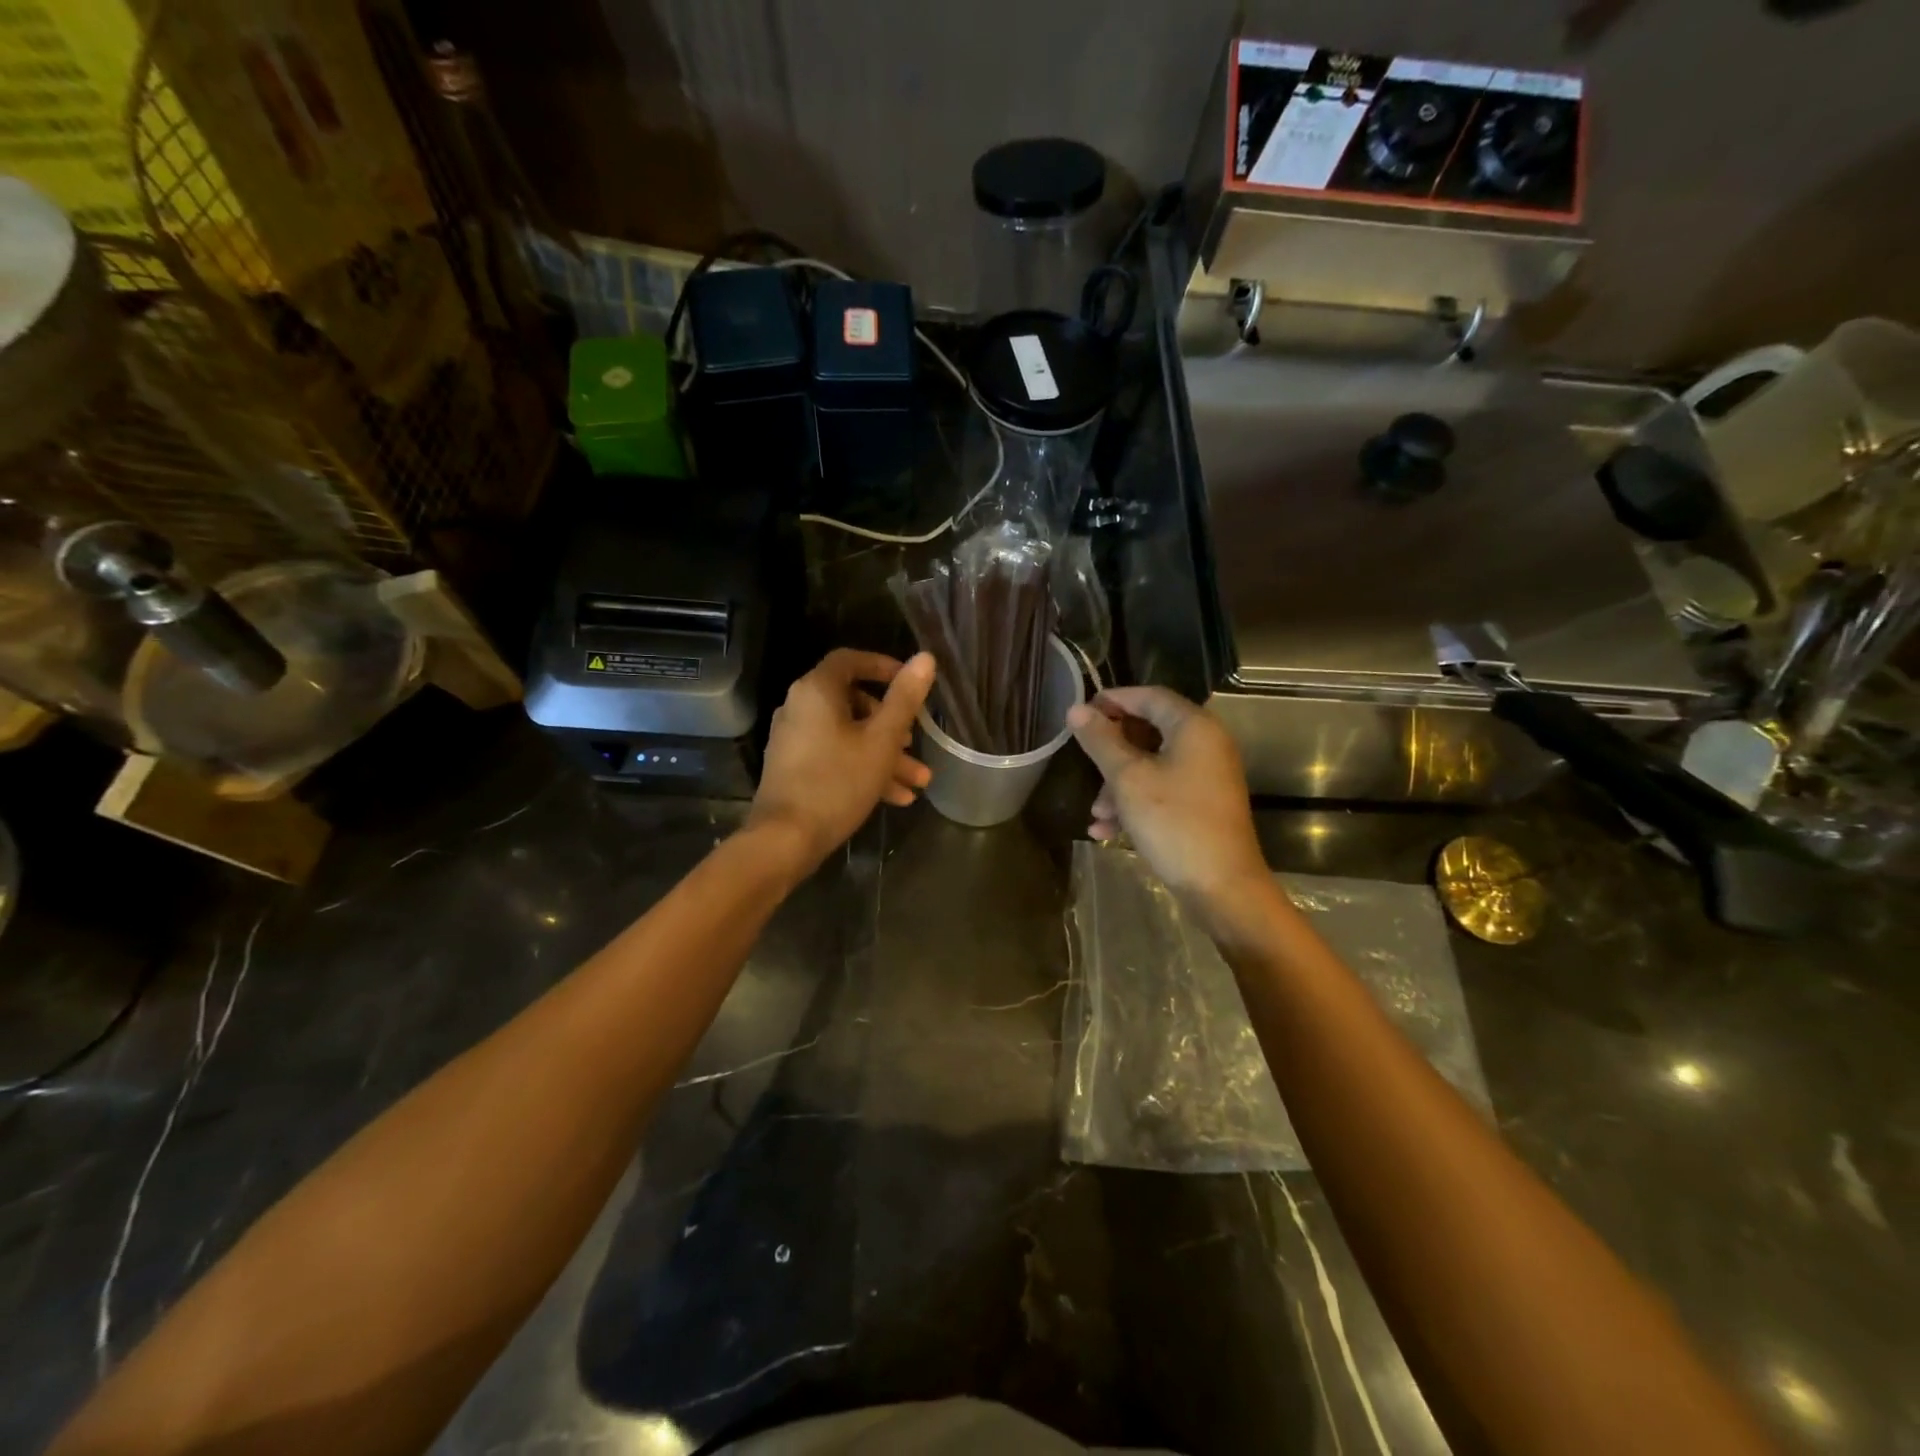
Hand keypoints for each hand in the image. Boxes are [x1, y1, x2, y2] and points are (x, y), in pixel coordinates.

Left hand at [747, 649, 935, 874]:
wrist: (786, 839)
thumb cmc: (838, 782)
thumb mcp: (881, 740)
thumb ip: (904, 698)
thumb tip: (925, 658)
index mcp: (817, 691)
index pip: (851, 660)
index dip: (884, 666)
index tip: (911, 683)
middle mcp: (800, 707)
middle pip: (854, 703)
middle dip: (893, 725)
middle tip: (917, 742)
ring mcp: (795, 739)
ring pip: (849, 736)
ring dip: (885, 754)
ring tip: (918, 781)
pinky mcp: (795, 767)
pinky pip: (836, 756)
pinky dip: (864, 768)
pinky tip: (897, 797)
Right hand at [1068, 687, 1267, 908]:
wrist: (1222, 887)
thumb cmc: (1174, 823)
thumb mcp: (1128, 779)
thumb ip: (1101, 741)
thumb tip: (1076, 710)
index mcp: (1194, 727)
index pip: (1149, 696)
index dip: (1113, 699)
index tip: (1080, 712)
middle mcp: (1206, 744)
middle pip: (1150, 730)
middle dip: (1112, 751)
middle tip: (1083, 760)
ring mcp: (1207, 776)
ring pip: (1152, 764)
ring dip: (1118, 784)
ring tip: (1096, 812)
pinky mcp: (1203, 803)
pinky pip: (1163, 789)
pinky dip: (1136, 802)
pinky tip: (1107, 831)